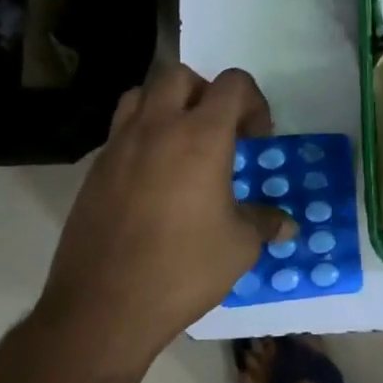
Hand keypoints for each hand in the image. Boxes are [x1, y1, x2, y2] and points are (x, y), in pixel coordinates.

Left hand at [41, 65, 293, 372]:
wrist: (103, 307)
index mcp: (201, 136)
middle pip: (180, 75)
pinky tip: (153, 178)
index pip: (232, 84)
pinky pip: (121, 131)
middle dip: (205, 93)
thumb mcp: (239, 246)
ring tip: (180, 143)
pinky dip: (141, 136)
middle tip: (218, 131)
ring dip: (166, 105)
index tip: (256, 140)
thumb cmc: (183, 269)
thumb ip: (264, 223)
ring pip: (141, 94)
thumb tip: (287, 225)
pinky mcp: (94, 170)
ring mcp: (119, 145)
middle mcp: (158, 127)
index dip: (253, 103)